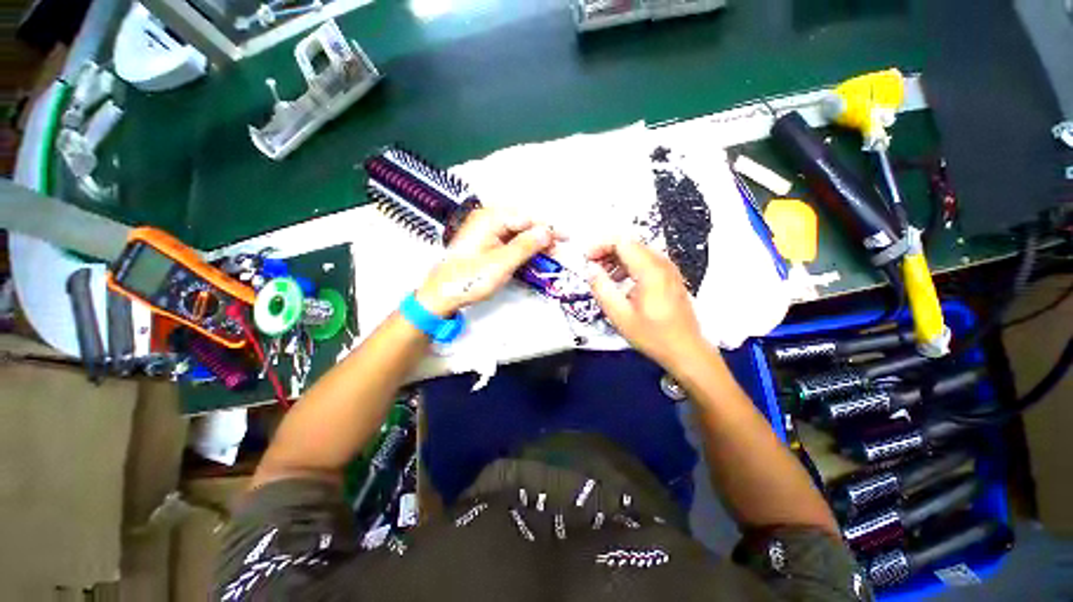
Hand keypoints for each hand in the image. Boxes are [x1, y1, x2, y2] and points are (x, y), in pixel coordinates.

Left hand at [415, 208, 556, 316]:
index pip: (527, 218)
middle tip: (558, 249)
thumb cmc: (469, 279)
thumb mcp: (501, 264)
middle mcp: (487, 219)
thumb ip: (526, 246)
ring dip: (534, 243)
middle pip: (523, 224)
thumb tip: (547, 232)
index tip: (566, 237)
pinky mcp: (485, 243)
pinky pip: (509, 241)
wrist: (441, 294)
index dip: (548, 228)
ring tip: (549, 254)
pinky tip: (532, 256)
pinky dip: (522, 249)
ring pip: (517, 233)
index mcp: (489, 219)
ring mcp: (486, 231)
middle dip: (542, 236)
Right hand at [586, 239, 707, 368]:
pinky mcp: (671, 277)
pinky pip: (647, 262)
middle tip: (592, 268)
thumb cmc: (652, 335)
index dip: (600, 246)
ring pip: (638, 252)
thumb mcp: (620, 315)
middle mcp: (662, 264)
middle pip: (630, 244)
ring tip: (605, 277)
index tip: (587, 259)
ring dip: (618, 259)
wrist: (686, 350)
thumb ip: (602, 289)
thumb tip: (590, 270)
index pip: (622, 242)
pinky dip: (630, 266)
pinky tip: (622, 283)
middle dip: (607, 252)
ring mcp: (669, 270)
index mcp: (650, 270)